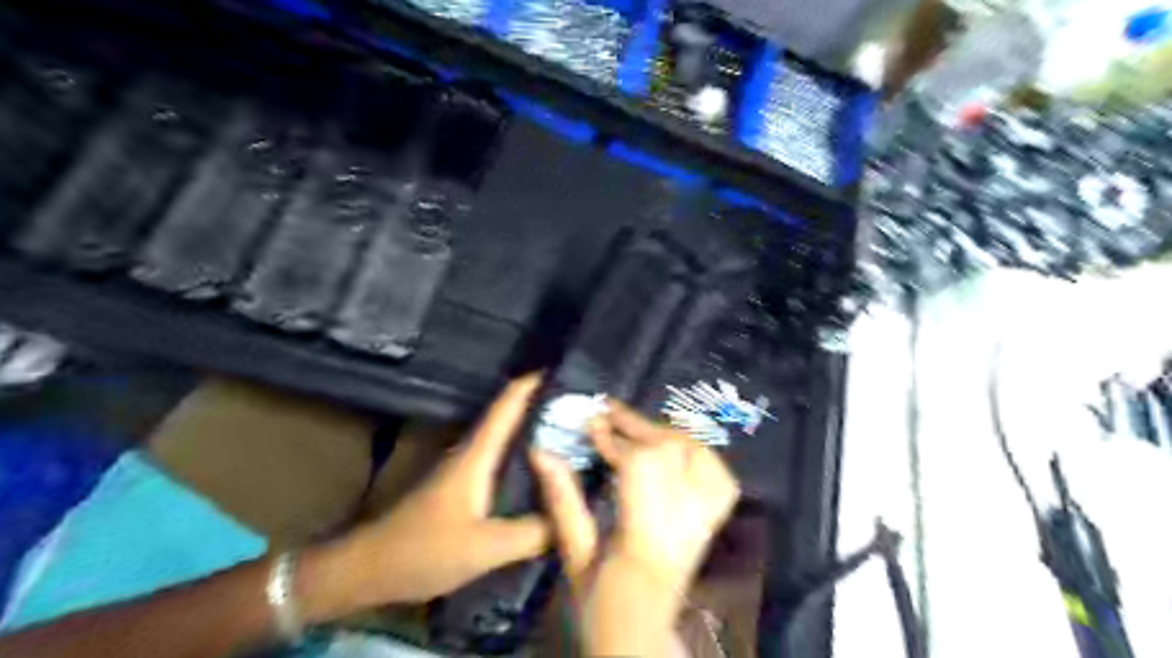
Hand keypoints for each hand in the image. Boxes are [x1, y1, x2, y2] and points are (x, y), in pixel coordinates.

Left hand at [306, 374, 555, 615]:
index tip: (566, 370)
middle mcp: (472, 453)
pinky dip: (526, 455)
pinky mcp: (464, 488)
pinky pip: (504, 460)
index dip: (533, 383)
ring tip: (572, 431)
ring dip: (536, 429)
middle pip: (512, 415)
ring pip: (508, 437)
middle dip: (545, 404)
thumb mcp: (484, 547)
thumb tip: (571, 519)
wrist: (369, 569)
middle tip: (582, 406)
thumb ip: (532, 532)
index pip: (507, 404)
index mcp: (476, 455)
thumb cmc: (423, 550)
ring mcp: (466, 469)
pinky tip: (545, 471)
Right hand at [534, 401, 735, 602]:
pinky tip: (673, 446)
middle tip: (609, 411)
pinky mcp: (713, 523)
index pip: (639, 467)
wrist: (642, 635)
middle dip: (637, 425)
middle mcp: (684, 527)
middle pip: (671, 453)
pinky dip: (697, 452)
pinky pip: (718, 475)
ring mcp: (705, 524)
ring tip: (635, 425)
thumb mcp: (574, 556)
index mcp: (644, 540)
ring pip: (699, 457)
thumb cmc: (600, 604)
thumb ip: (562, 502)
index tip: (591, 422)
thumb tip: (542, 451)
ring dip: (664, 433)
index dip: (614, 438)